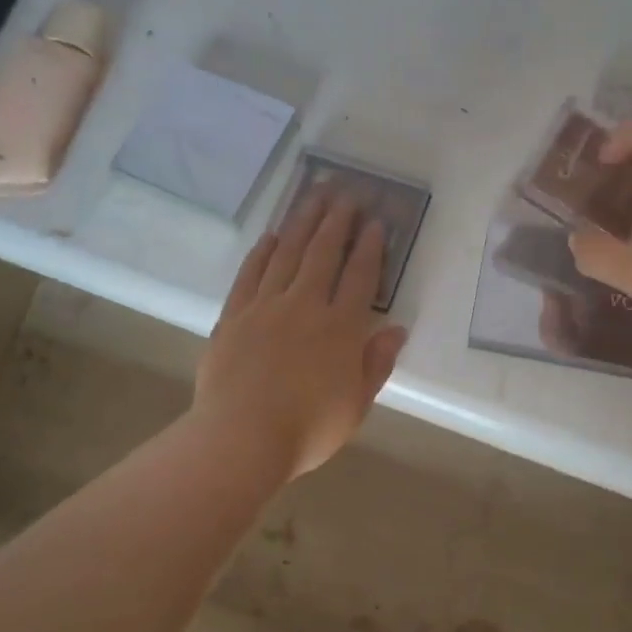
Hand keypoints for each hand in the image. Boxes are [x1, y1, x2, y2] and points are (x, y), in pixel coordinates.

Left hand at [193, 190, 408, 479]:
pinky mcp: (234, 315)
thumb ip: (377, 363)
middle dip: (337, 221)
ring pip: (287, 254)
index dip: (369, 247)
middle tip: (345, 193)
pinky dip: (262, 252)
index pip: (359, 277)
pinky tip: (271, 236)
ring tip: (313, 196)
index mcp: (340, 328)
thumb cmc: (308, 428)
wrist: (241, 438)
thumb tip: (397, 329)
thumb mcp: (357, 404)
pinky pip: (250, 274)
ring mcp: (266, 307)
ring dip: (303, 223)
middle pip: (323, 254)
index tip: (374, 222)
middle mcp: (305, 306)